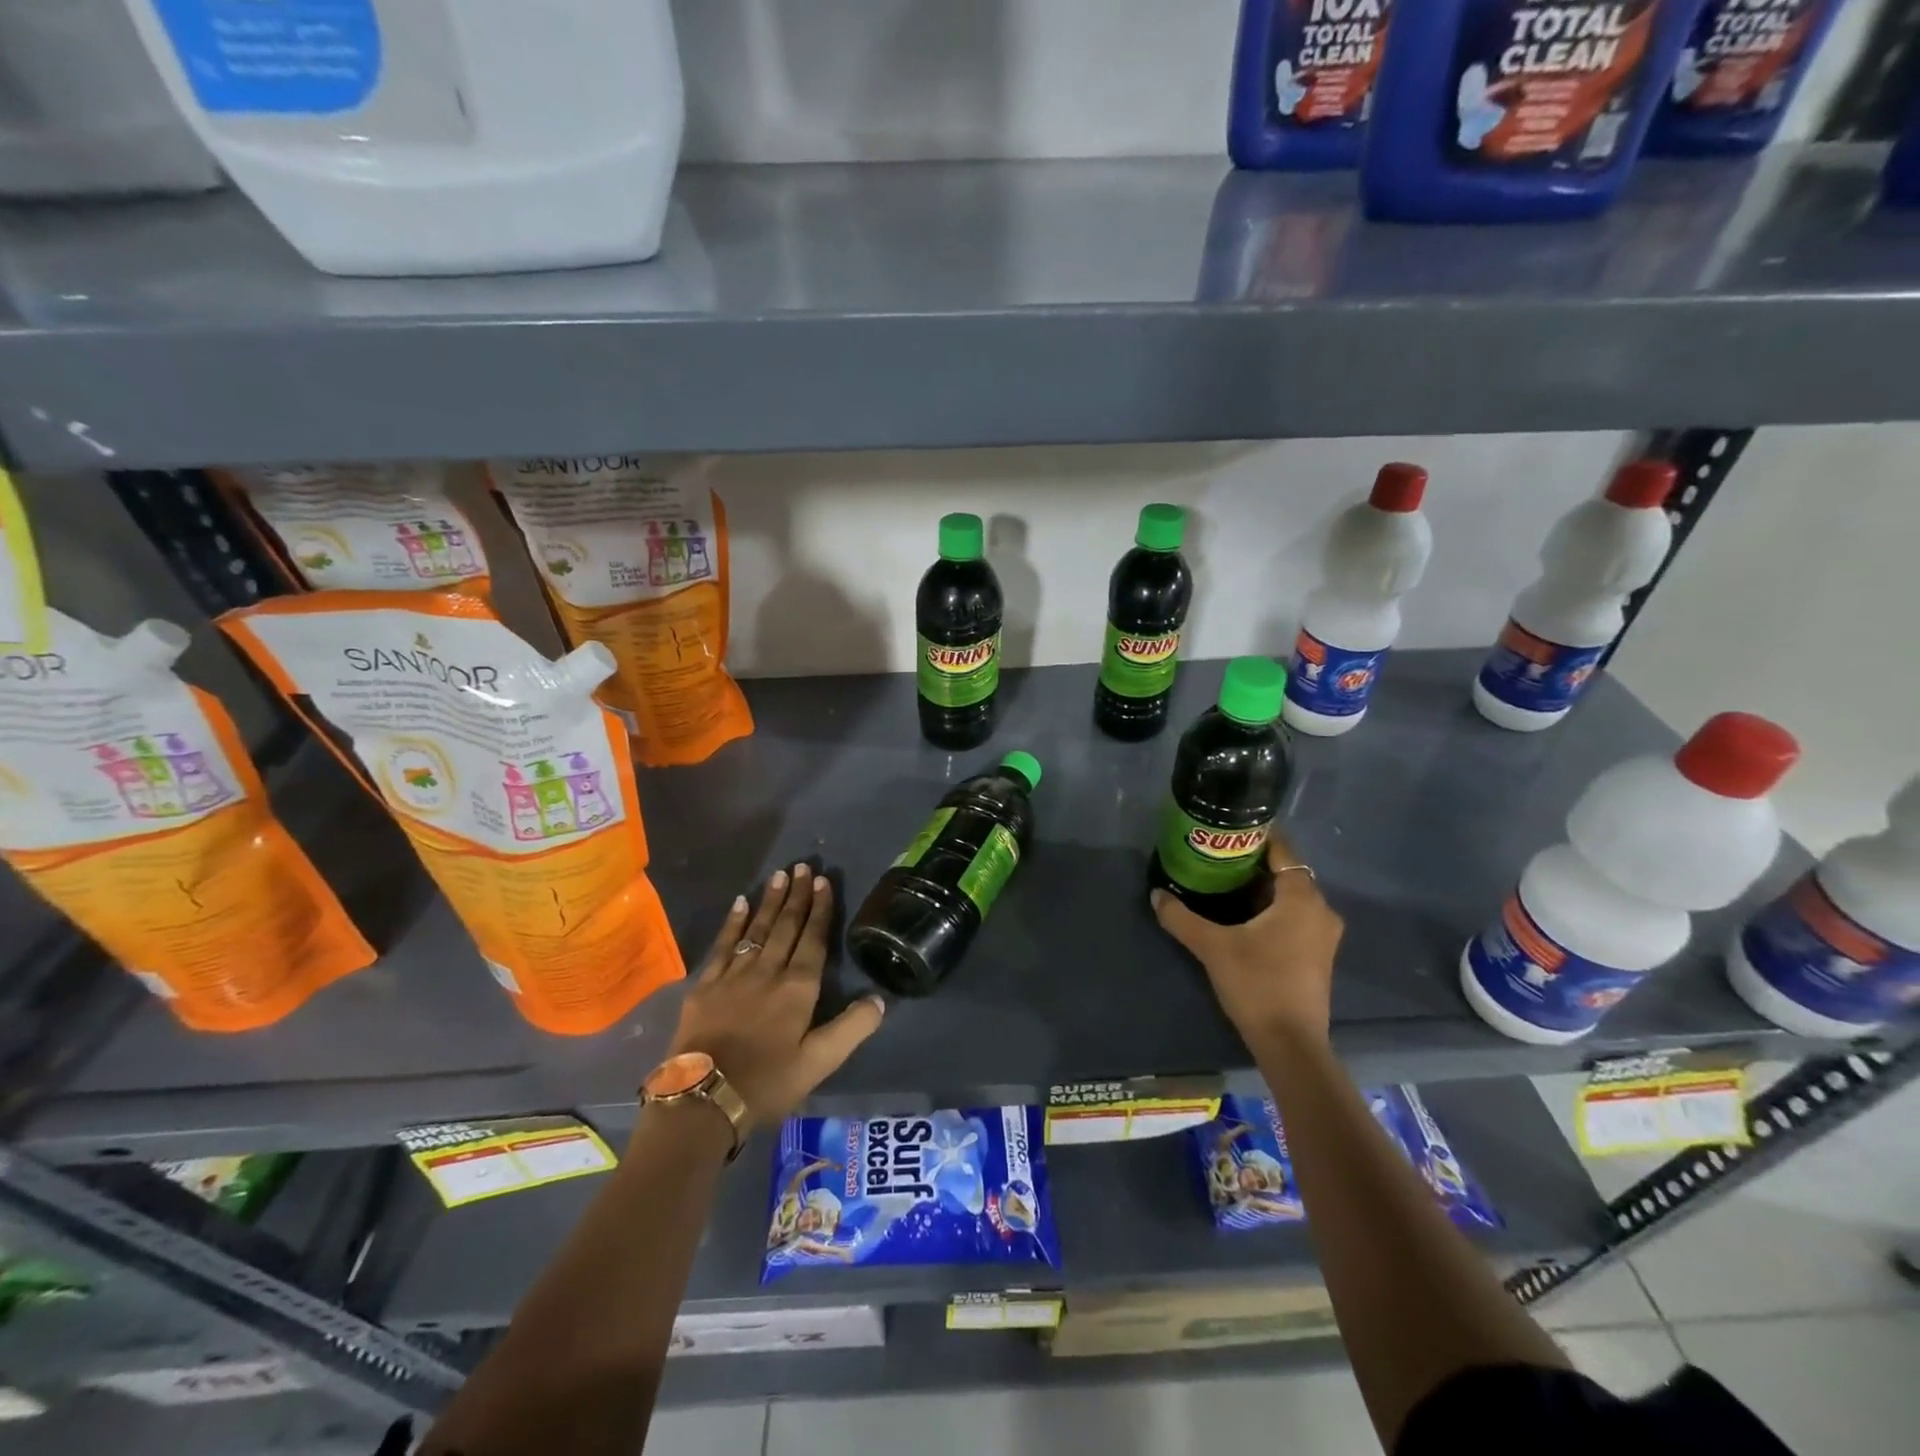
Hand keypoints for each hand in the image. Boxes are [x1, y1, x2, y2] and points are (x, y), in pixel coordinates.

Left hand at [669, 863, 885, 1124]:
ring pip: (757, 929)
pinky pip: (723, 944)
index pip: (814, 939)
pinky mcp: (706, 985)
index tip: (824, 881)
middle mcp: (768, 972)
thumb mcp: (819, 1063)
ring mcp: (734, 975)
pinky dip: (733, 922)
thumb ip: (851, 1028)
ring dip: (770, 901)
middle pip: (786, 926)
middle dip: (797, 896)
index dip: (820, 910)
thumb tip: (880, 999)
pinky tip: (740, 903)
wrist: (703, 1100)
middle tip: (802, 866)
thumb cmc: (767, 1083)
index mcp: (798, 989)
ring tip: (779, 875)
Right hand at [1151, 831, 1343, 1045]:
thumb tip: (1156, 894)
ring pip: (1290, 897)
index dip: (1256, 838)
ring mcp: (1323, 935)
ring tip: (1223, 883)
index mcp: (1302, 897)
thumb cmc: (1257, 983)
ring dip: (1260, 889)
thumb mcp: (1212, 946)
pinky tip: (1242, 917)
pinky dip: (1271, 910)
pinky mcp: (1317, 955)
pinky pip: (1294, 916)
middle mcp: (1320, 909)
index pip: (1282, 851)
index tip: (1226, 833)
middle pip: (1285, 873)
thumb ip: (1182, 917)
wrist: (1290, 1044)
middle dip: (1252, 864)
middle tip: (1215, 858)